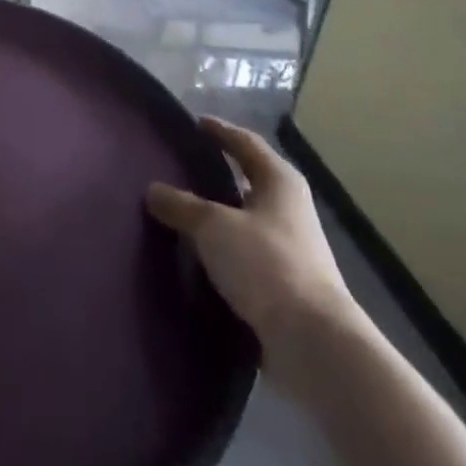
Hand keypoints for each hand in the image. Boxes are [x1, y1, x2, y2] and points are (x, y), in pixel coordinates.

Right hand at [147, 116, 356, 360]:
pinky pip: (245, 254)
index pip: (245, 142)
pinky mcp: (285, 283)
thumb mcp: (213, 226)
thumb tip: (153, 190)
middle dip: (217, 173)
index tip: (195, 123)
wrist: (313, 342)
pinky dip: (222, 249)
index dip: (220, 131)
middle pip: (248, 180)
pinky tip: (196, 254)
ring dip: (218, 215)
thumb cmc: (265, 264)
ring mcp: (291, 247)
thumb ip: (180, 205)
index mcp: (279, 181)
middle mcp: (289, 208)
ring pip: (245, 219)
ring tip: (180, 211)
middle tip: (180, 166)